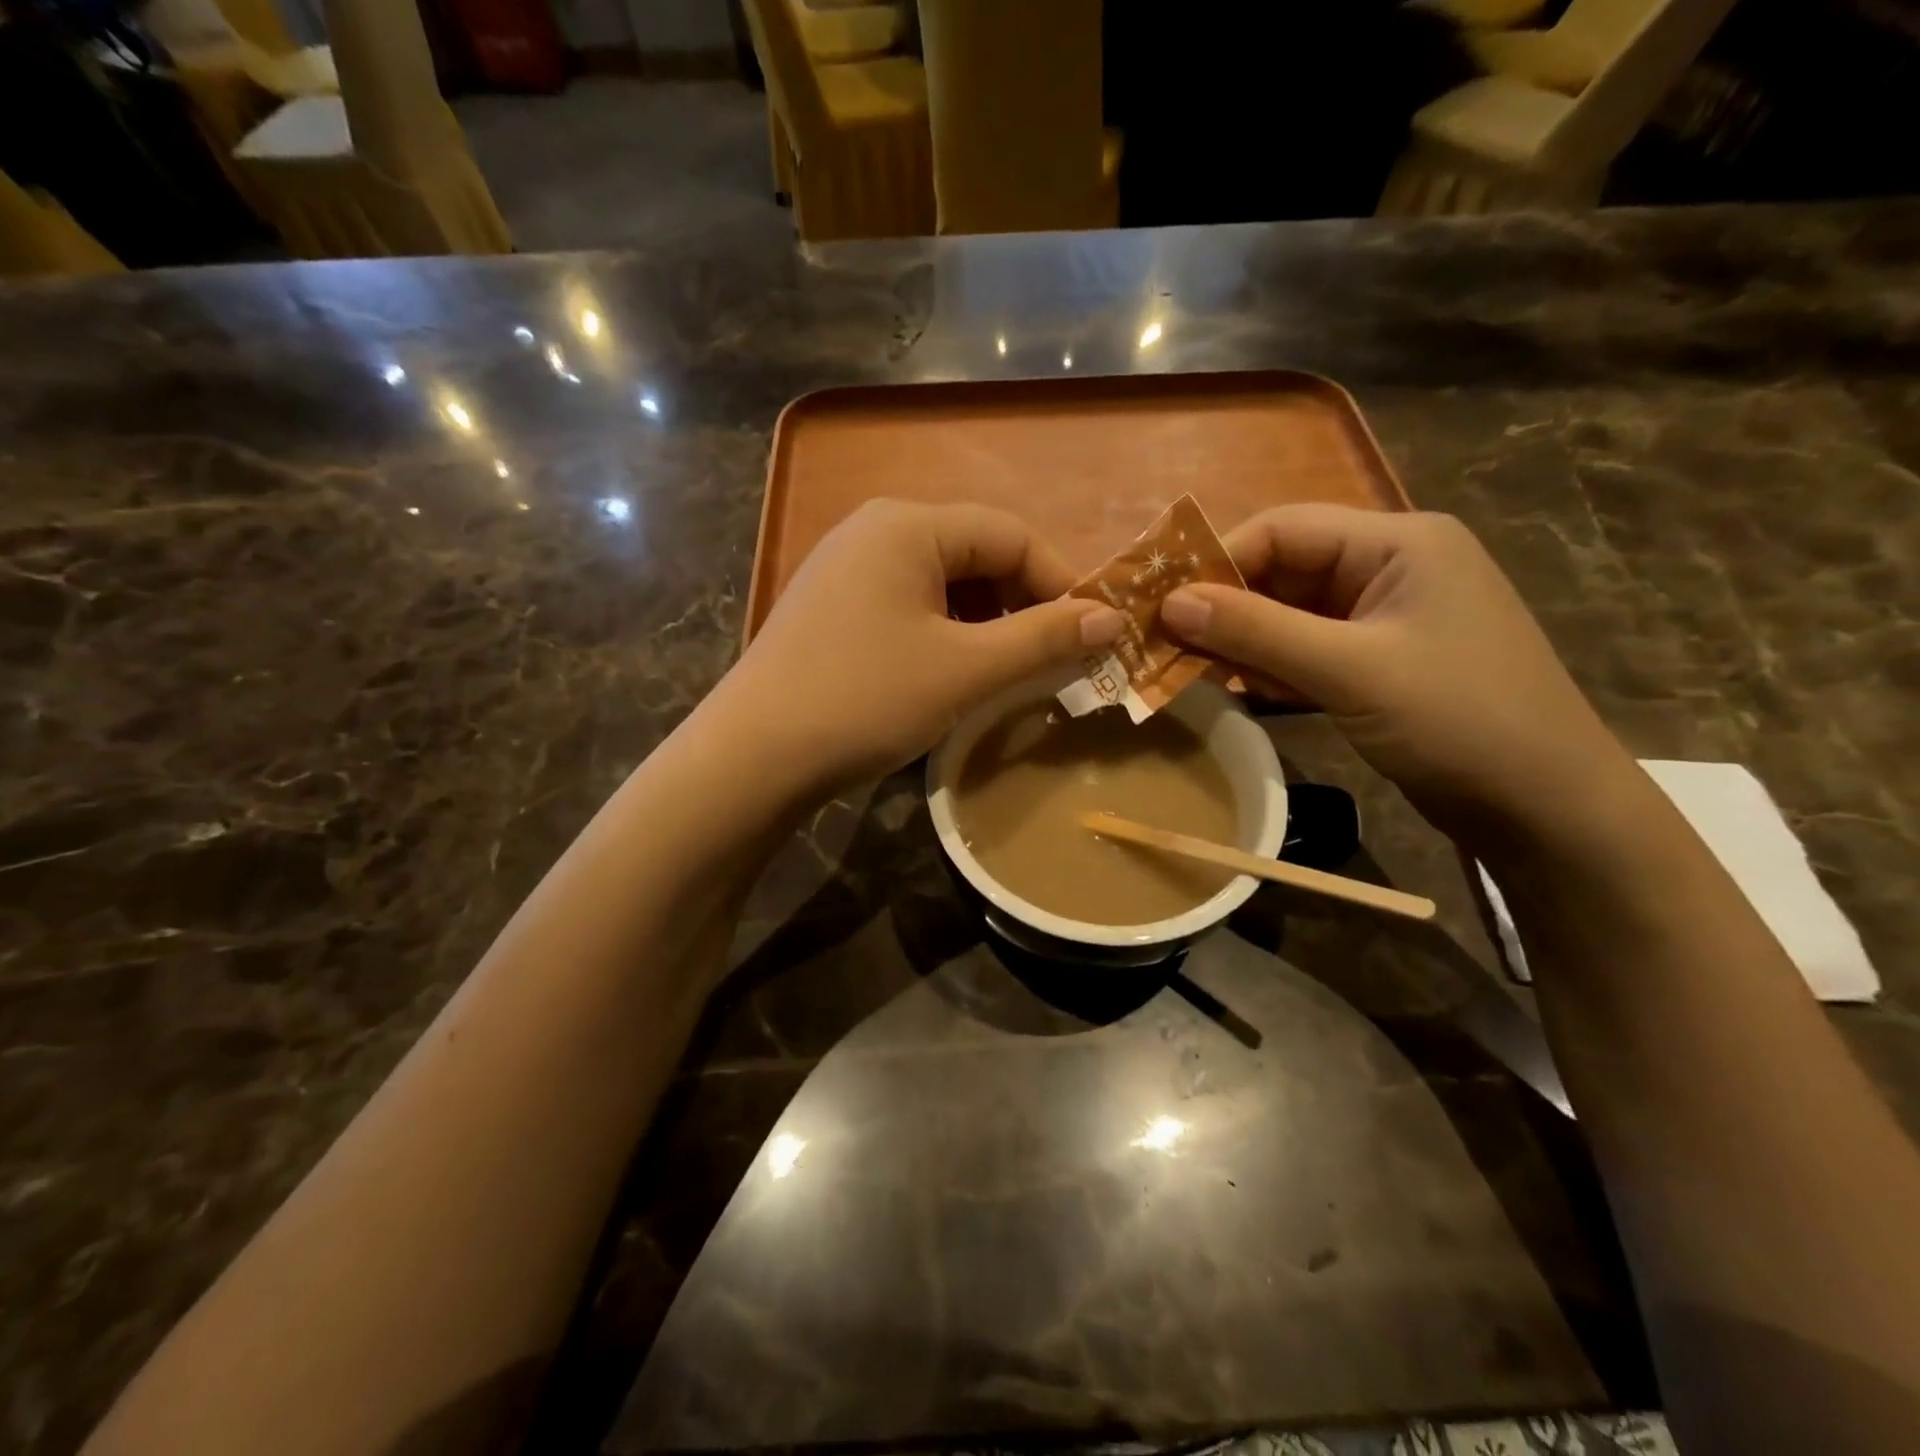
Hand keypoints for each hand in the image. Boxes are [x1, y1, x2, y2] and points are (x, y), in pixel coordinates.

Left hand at [721, 500, 1124, 786]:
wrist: (753, 756)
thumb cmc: (866, 699)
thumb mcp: (965, 670)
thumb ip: (1042, 638)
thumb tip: (1111, 618)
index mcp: (908, 525)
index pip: (1011, 534)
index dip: (1060, 582)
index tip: (1090, 636)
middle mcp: (874, 529)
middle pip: (976, 553)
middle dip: (1021, 604)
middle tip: (1048, 660)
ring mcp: (845, 567)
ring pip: (942, 583)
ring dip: (985, 623)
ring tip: (1004, 672)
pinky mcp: (831, 606)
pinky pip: (907, 604)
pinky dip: (944, 633)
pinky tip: (950, 673)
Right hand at [1160, 506, 1633, 840]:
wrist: (1545, 807)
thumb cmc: (1458, 720)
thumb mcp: (1349, 670)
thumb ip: (1256, 631)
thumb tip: (1170, 603)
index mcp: (1398, 542)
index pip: (1283, 528)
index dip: (1217, 561)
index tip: (1161, 605)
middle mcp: (1390, 567)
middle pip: (1282, 570)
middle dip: (1225, 607)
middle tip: (1165, 644)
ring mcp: (1385, 617)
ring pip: (1288, 614)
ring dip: (1242, 642)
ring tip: (1192, 672)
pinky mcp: (1378, 661)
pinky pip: (1306, 649)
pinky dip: (1269, 667)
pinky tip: (1237, 691)